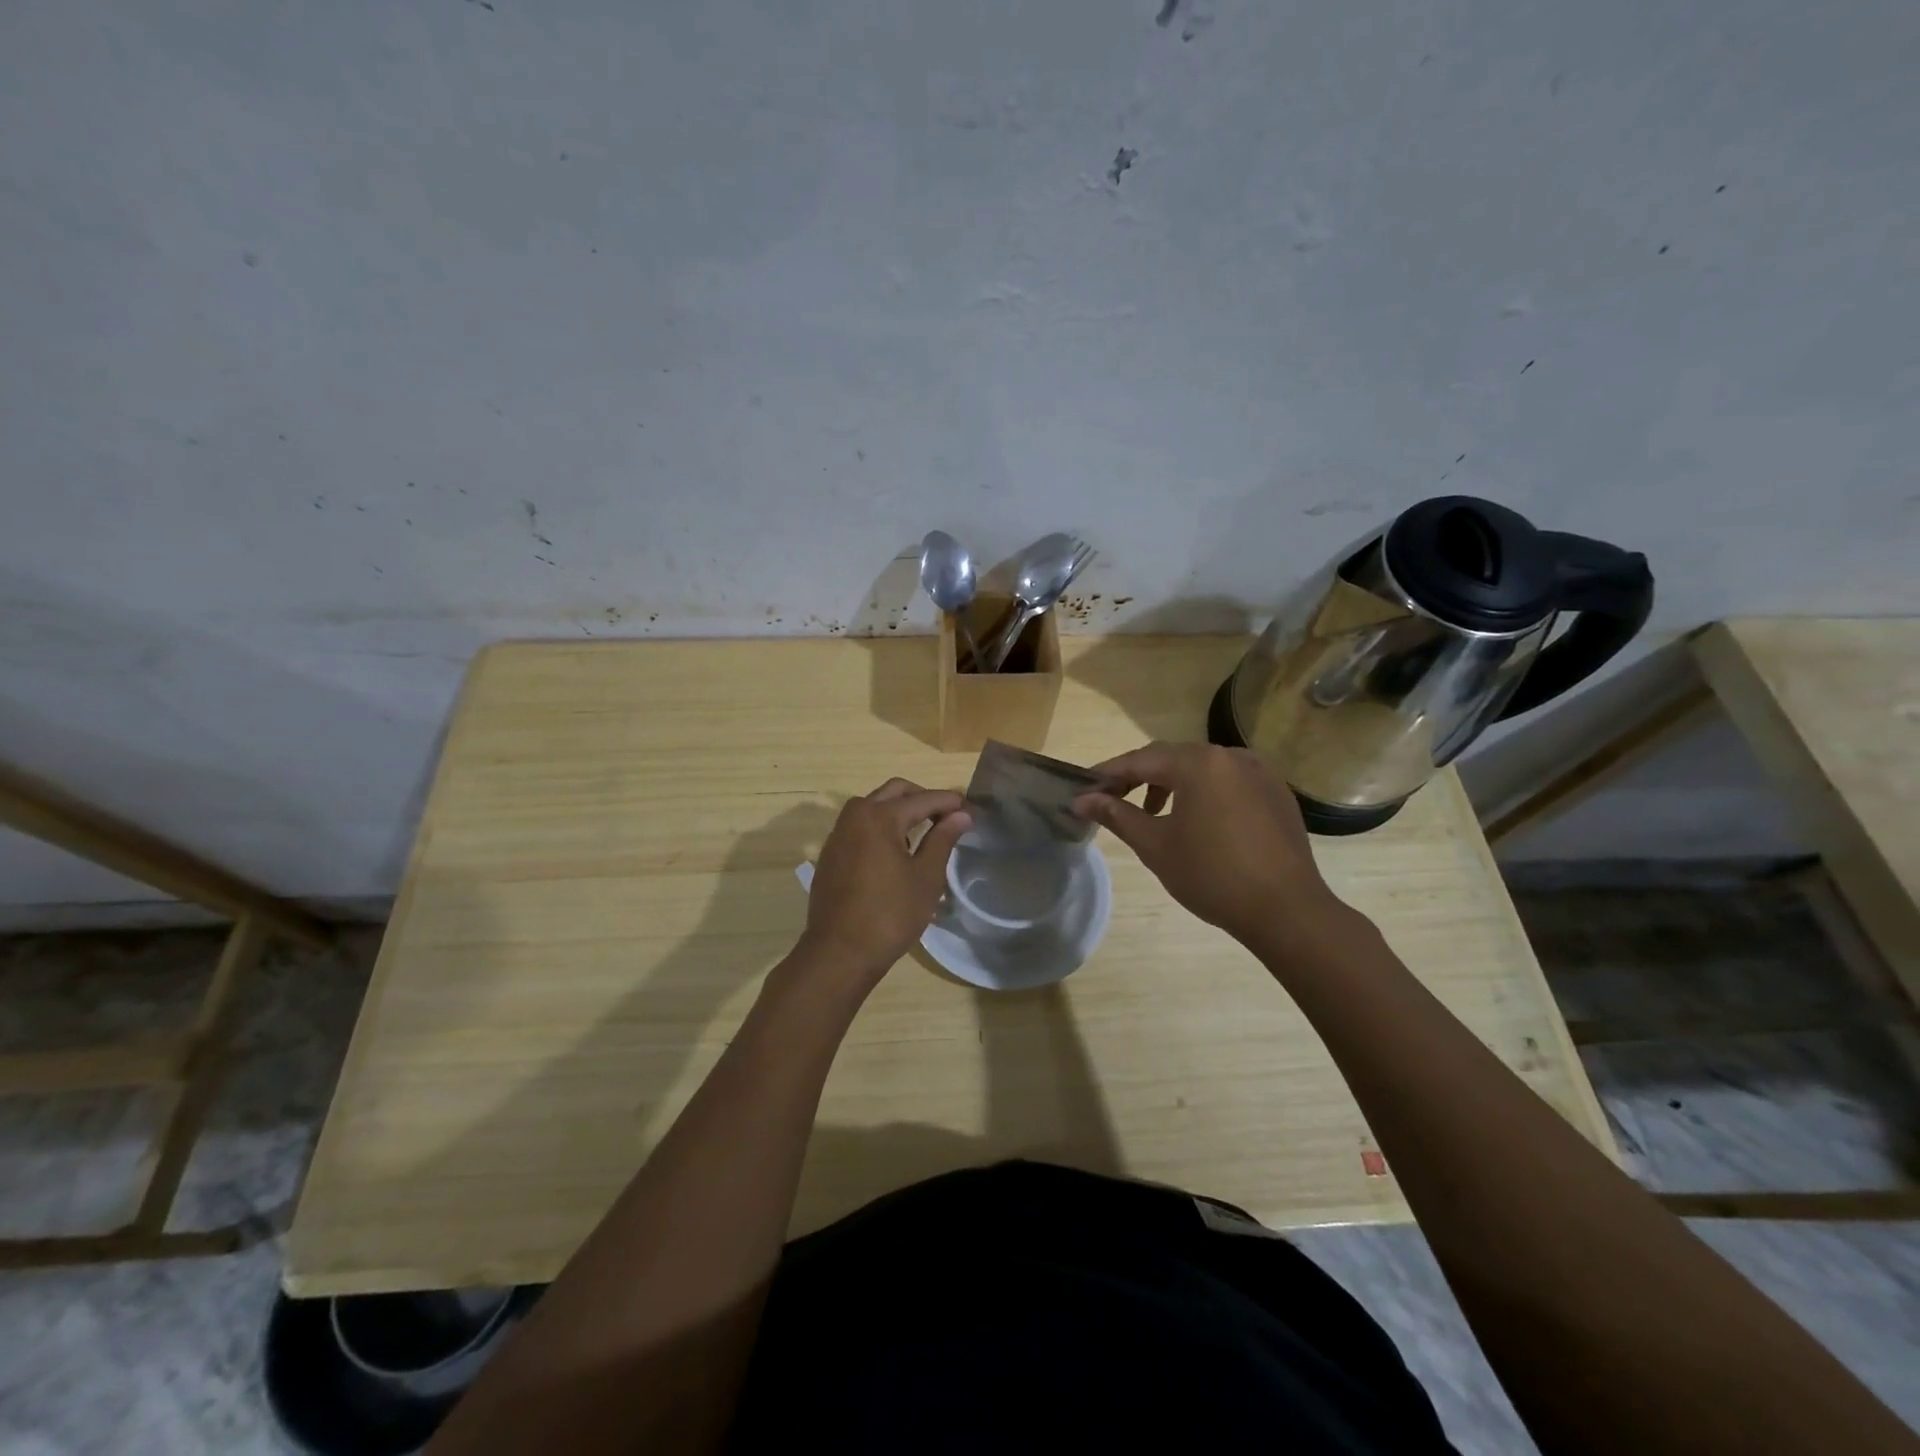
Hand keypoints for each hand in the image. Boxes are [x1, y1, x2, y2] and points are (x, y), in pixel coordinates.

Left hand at [795, 779, 971, 988]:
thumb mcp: (926, 877)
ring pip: (872, 806)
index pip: (923, 799)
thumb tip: (961, 814)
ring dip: (898, 809)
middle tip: (947, 816)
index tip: (971, 810)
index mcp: (880, 817)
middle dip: (923, 798)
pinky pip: (859, 826)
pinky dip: (879, 826)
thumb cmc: (890, 914)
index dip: (950, 802)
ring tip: (922, 833)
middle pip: (894, 791)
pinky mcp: (830, 854)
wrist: (840, 952)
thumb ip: (943, 839)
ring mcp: (838, 835)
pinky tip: (894, 852)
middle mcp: (855, 816)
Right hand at [1074, 742, 1347, 951]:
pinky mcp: (1276, 792)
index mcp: (1199, 763)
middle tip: (1111, 800)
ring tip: (1152, 814)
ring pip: (1202, 768)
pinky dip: (1204, 792)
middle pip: (1172, 758)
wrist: (1287, 910)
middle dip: (1138, 777)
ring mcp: (1259, 772)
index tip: (1082, 788)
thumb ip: (1117, 815)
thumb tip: (1082, 800)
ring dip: (1171, 784)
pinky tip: (1197, 821)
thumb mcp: (1155, 845)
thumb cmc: (1212, 875)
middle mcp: (1230, 756)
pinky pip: (1229, 781)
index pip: (1140, 760)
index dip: (1108, 774)